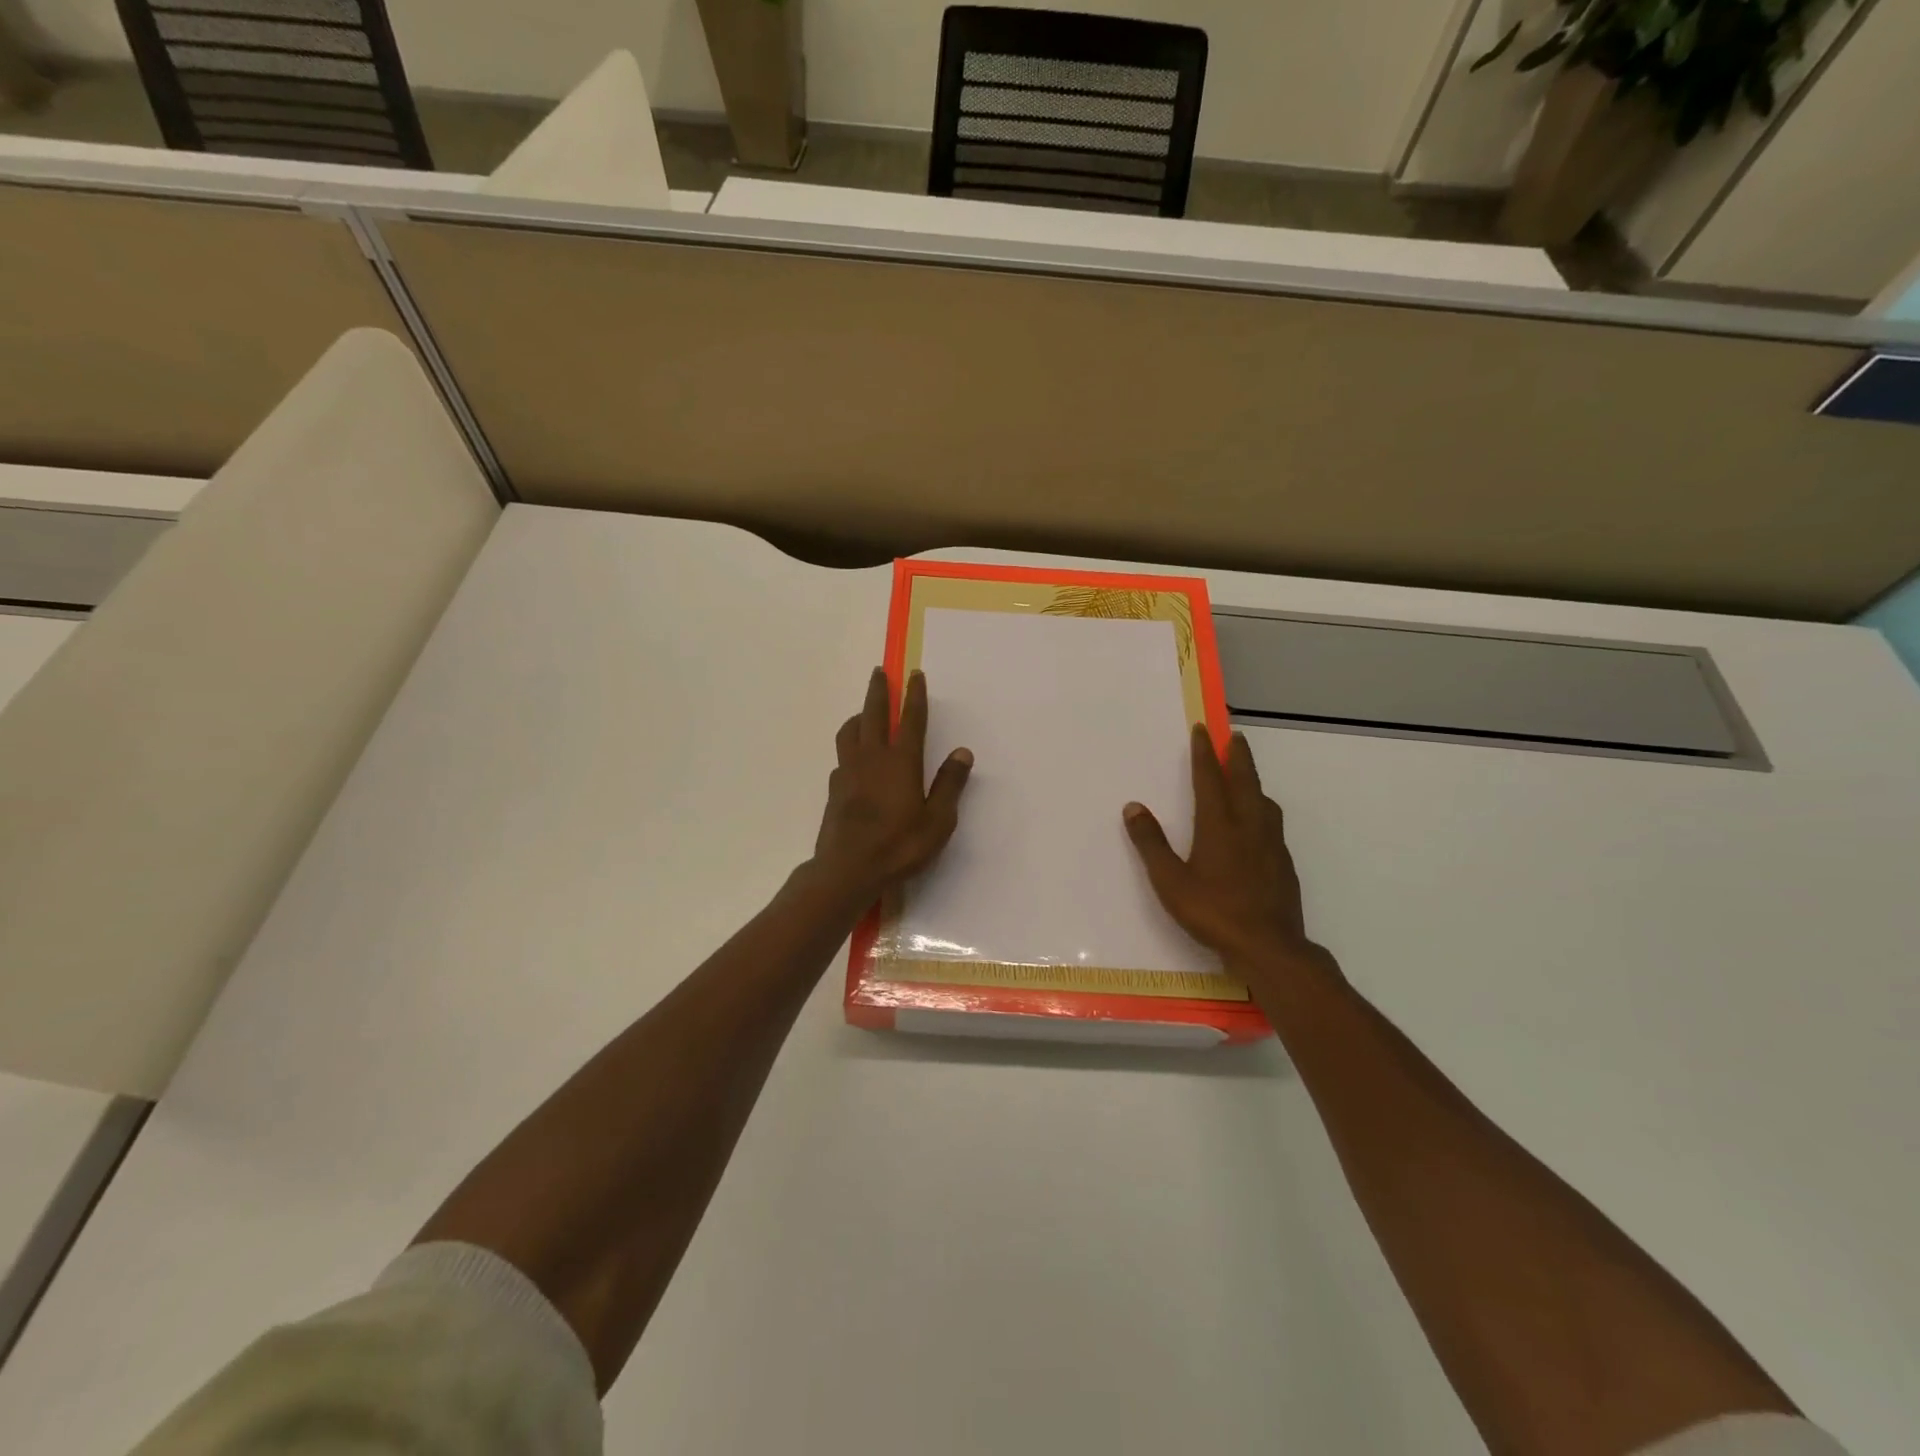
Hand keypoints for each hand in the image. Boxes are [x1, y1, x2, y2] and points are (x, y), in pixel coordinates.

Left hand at [812, 667, 972, 904]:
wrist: (848, 869)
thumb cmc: (900, 846)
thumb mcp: (937, 820)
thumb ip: (949, 784)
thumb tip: (962, 752)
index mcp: (901, 762)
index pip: (910, 719)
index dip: (914, 695)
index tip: (914, 674)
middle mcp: (872, 758)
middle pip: (873, 714)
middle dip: (879, 691)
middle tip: (880, 672)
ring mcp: (849, 772)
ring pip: (850, 732)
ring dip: (859, 715)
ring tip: (863, 712)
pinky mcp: (835, 788)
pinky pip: (842, 756)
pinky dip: (849, 746)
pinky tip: (853, 757)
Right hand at [1123, 726, 1326, 982]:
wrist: (1269, 947)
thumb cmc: (1213, 912)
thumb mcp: (1170, 881)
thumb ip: (1151, 843)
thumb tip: (1133, 807)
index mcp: (1219, 826)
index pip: (1209, 779)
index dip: (1204, 753)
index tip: (1203, 730)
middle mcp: (1248, 826)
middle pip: (1244, 781)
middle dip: (1238, 756)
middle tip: (1235, 736)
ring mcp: (1271, 844)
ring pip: (1264, 801)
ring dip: (1254, 782)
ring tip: (1247, 777)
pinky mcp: (1283, 863)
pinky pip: (1273, 823)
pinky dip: (1264, 809)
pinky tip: (1260, 824)